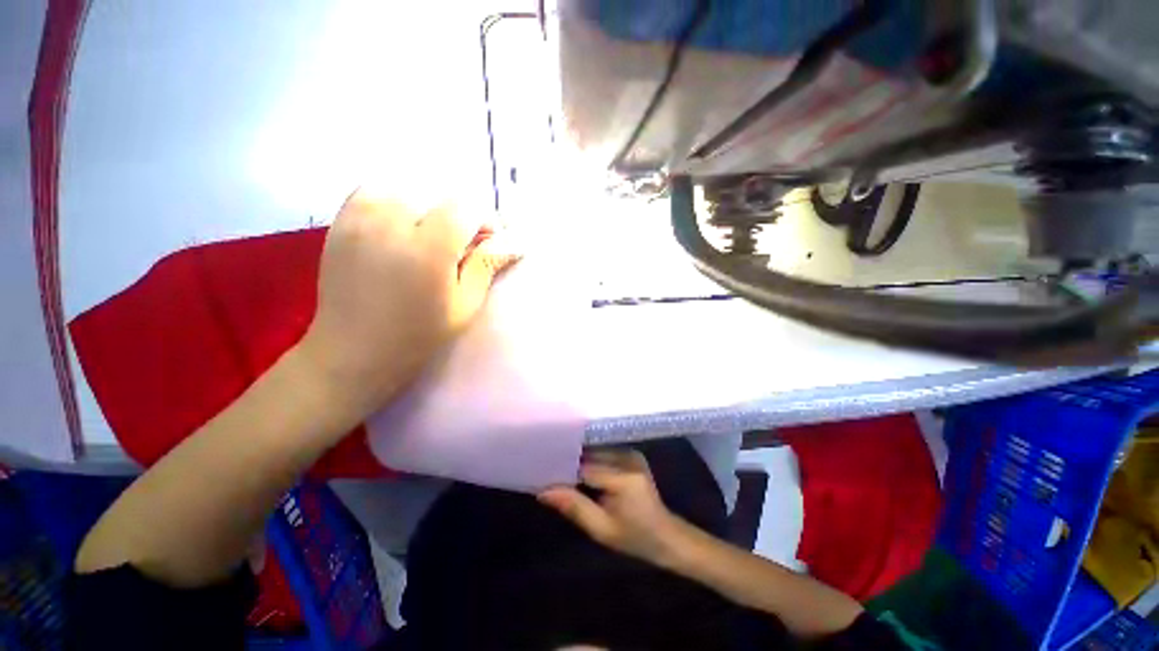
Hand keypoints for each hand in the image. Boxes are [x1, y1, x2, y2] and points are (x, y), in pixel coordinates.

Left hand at [299, 188, 518, 419]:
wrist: (354, 351)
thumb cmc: (418, 336)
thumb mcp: (464, 305)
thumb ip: (486, 265)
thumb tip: (515, 241)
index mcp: (429, 248)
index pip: (466, 207)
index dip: (484, 220)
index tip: (490, 241)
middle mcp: (392, 223)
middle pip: (438, 195)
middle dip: (459, 216)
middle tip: (462, 244)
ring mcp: (360, 219)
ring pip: (406, 188)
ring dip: (427, 207)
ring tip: (430, 235)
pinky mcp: (340, 222)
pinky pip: (373, 191)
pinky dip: (393, 201)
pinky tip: (399, 227)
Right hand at [538, 450, 686, 565]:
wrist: (667, 535)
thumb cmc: (635, 538)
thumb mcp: (601, 530)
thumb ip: (574, 507)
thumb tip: (543, 490)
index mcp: (624, 478)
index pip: (584, 466)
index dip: (562, 469)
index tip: (542, 474)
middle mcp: (628, 458)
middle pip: (589, 454)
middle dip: (568, 462)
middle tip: (546, 470)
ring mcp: (631, 453)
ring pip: (594, 451)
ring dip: (577, 459)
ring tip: (558, 468)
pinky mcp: (630, 454)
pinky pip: (603, 452)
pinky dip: (589, 459)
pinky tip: (578, 468)